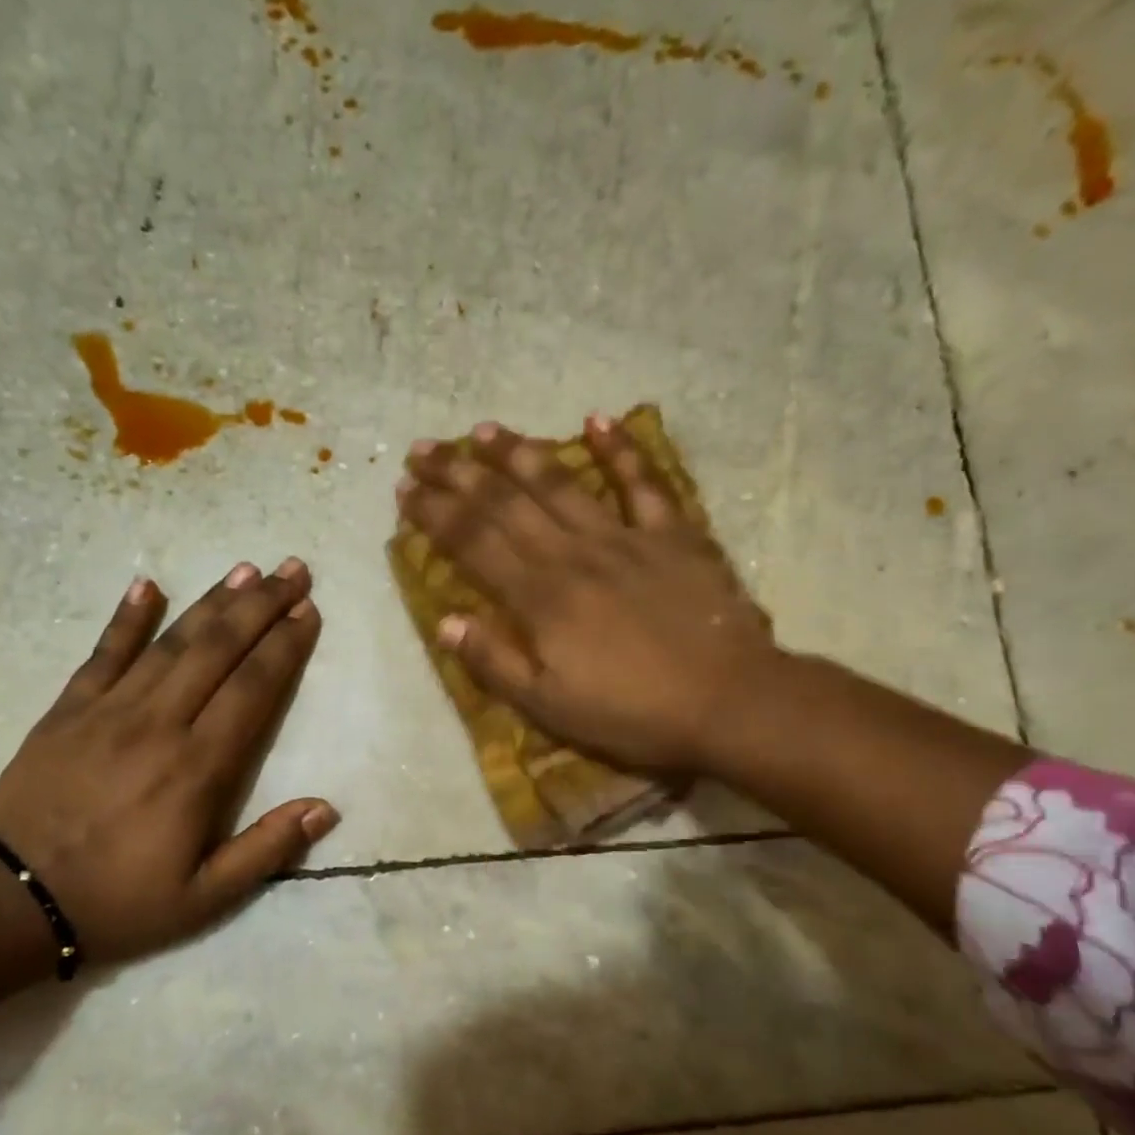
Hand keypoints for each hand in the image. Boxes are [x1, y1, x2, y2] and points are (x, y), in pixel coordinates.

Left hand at [0, 559, 335, 964]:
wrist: (7, 902)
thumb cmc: (117, 902)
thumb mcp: (205, 897)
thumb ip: (268, 850)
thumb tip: (326, 808)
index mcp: (198, 768)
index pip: (253, 690)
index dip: (284, 647)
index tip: (309, 611)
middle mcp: (159, 724)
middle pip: (219, 650)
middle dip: (261, 606)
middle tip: (293, 570)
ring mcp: (109, 710)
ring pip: (171, 642)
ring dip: (213, 602)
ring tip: (246, 569)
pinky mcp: (68, 710)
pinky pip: (102, 653)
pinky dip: (126, 617)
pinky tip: (147, 584)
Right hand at [396, 416, 785, 776]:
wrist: (729, 701)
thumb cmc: (633, 714)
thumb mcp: (550, 706)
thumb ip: (495, 662)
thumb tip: (446, 621)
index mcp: (541, 598)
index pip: (474, 544)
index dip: (435, 514)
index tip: (405, 490)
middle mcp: (574, 554)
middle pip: (506, 504)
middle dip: (459, 474)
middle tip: (425, 450)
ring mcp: (626, 538)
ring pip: (562, 483)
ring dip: (519, 453)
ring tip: (483, 431)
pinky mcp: (673, 535)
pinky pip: (644, 483)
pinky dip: (621, 450)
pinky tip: (598, 420)